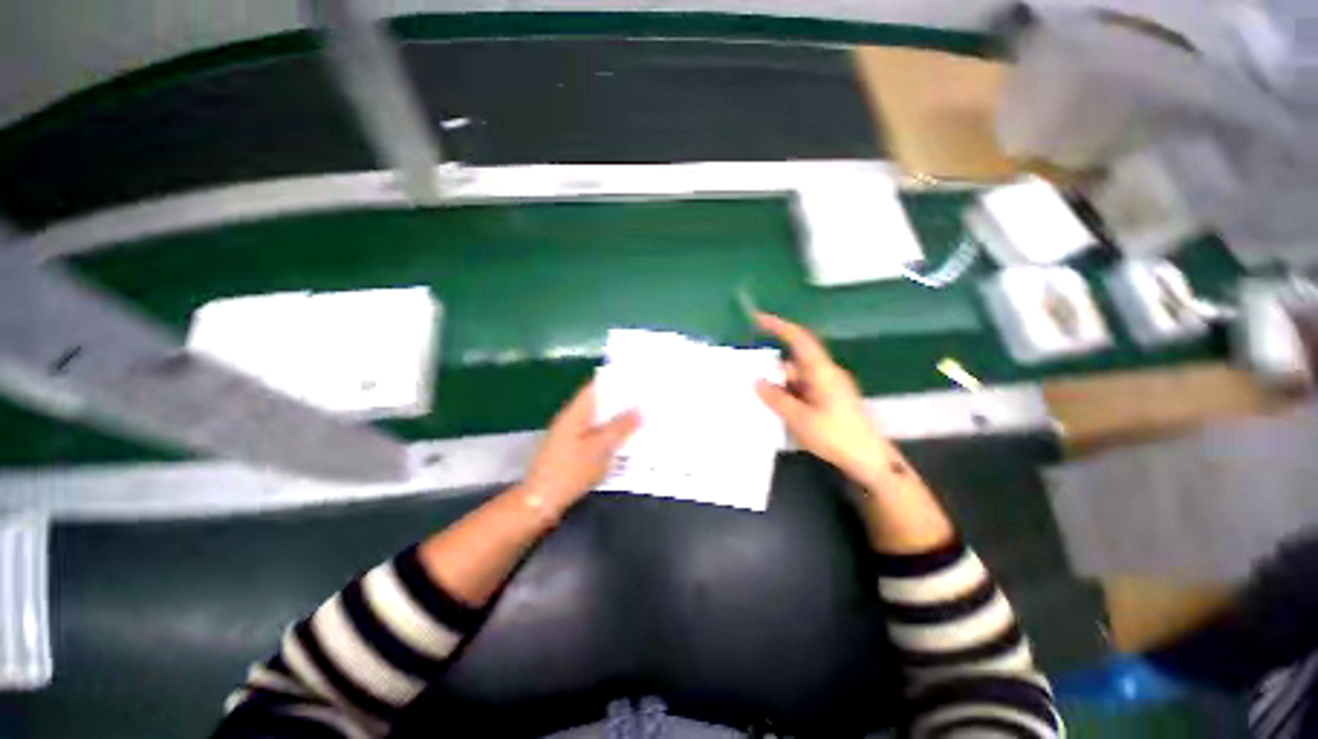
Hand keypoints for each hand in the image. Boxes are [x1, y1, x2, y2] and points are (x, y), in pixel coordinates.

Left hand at [520, 381, 639, 516]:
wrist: (540, 502)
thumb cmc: (570, 471)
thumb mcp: (600, 449)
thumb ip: (620, 428)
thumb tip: (639, 410)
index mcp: (576, 412)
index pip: (596, 386)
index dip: (616, 380)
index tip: (638, 379)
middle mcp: (571, 418)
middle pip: (598, 403)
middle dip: (621, 401)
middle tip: (646, 400)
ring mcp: (570, 434)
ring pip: (598, 419)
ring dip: (616, 419)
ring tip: (641, 418)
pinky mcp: (571, 450)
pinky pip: (594, 434)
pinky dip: (609, 434)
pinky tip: (625, 440)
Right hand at [753, 312, 895, 487]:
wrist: (869, 460)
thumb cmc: (835, 436)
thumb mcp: (800, 418)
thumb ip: (776, 399)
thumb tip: (757, 382)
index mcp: (822, 372)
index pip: (799, 339)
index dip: (779, 326)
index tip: (757, 319)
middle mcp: (826, 374)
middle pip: (795, 361)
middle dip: (772, 365)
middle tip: (747, 373)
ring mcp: (829, 387)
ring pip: (797, 377)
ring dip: (779, 384)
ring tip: (757, 396)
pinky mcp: (829, 400)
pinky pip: (803, 389)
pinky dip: (788, 394)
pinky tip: (775, 407)